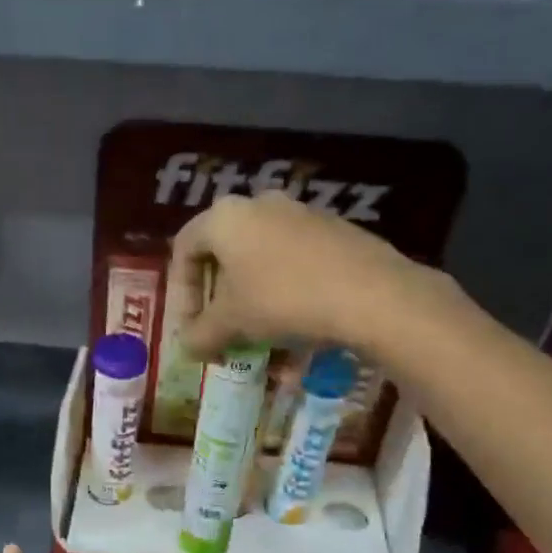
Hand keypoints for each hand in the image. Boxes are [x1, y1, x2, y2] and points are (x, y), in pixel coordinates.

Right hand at [169, 191, 420, 360]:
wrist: (371, 294)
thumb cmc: (282, 299)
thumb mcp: (230, 323)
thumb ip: (199, 335)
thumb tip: (187, 347)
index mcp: (226, 217)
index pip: (184, 248)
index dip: (180, 293)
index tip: (190, 327)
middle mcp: (260, 204)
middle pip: (224, 253)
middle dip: (217, 298)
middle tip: (220, 330)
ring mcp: (302, 214)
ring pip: (260, 260)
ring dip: (251, 299)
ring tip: (258, 336)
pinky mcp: (335, 231)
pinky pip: (294, 264)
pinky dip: (284, 294)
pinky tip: (295, 328)